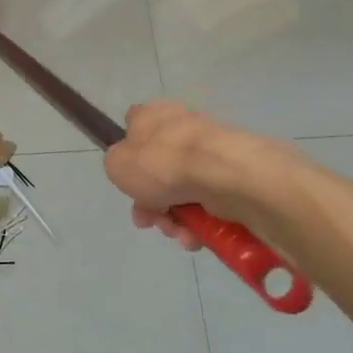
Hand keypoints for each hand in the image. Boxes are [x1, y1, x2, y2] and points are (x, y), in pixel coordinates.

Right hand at [101, 101, 283, 248]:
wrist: (223, 175)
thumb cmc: (161, 163)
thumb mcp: (116, 164)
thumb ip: (117, 166)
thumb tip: (134, 171)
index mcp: (152, 116)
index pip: (134, 126)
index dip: (128, 154)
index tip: (128, 179)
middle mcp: (182, 129)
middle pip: (159, 169)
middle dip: (151, 202)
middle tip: (149, 220)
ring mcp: (212, 153)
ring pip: (183, 191)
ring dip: (175, 218)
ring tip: (178, 233)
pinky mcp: (236, 177)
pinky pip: (210, 203)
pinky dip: (201, 222)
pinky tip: (196, 236)